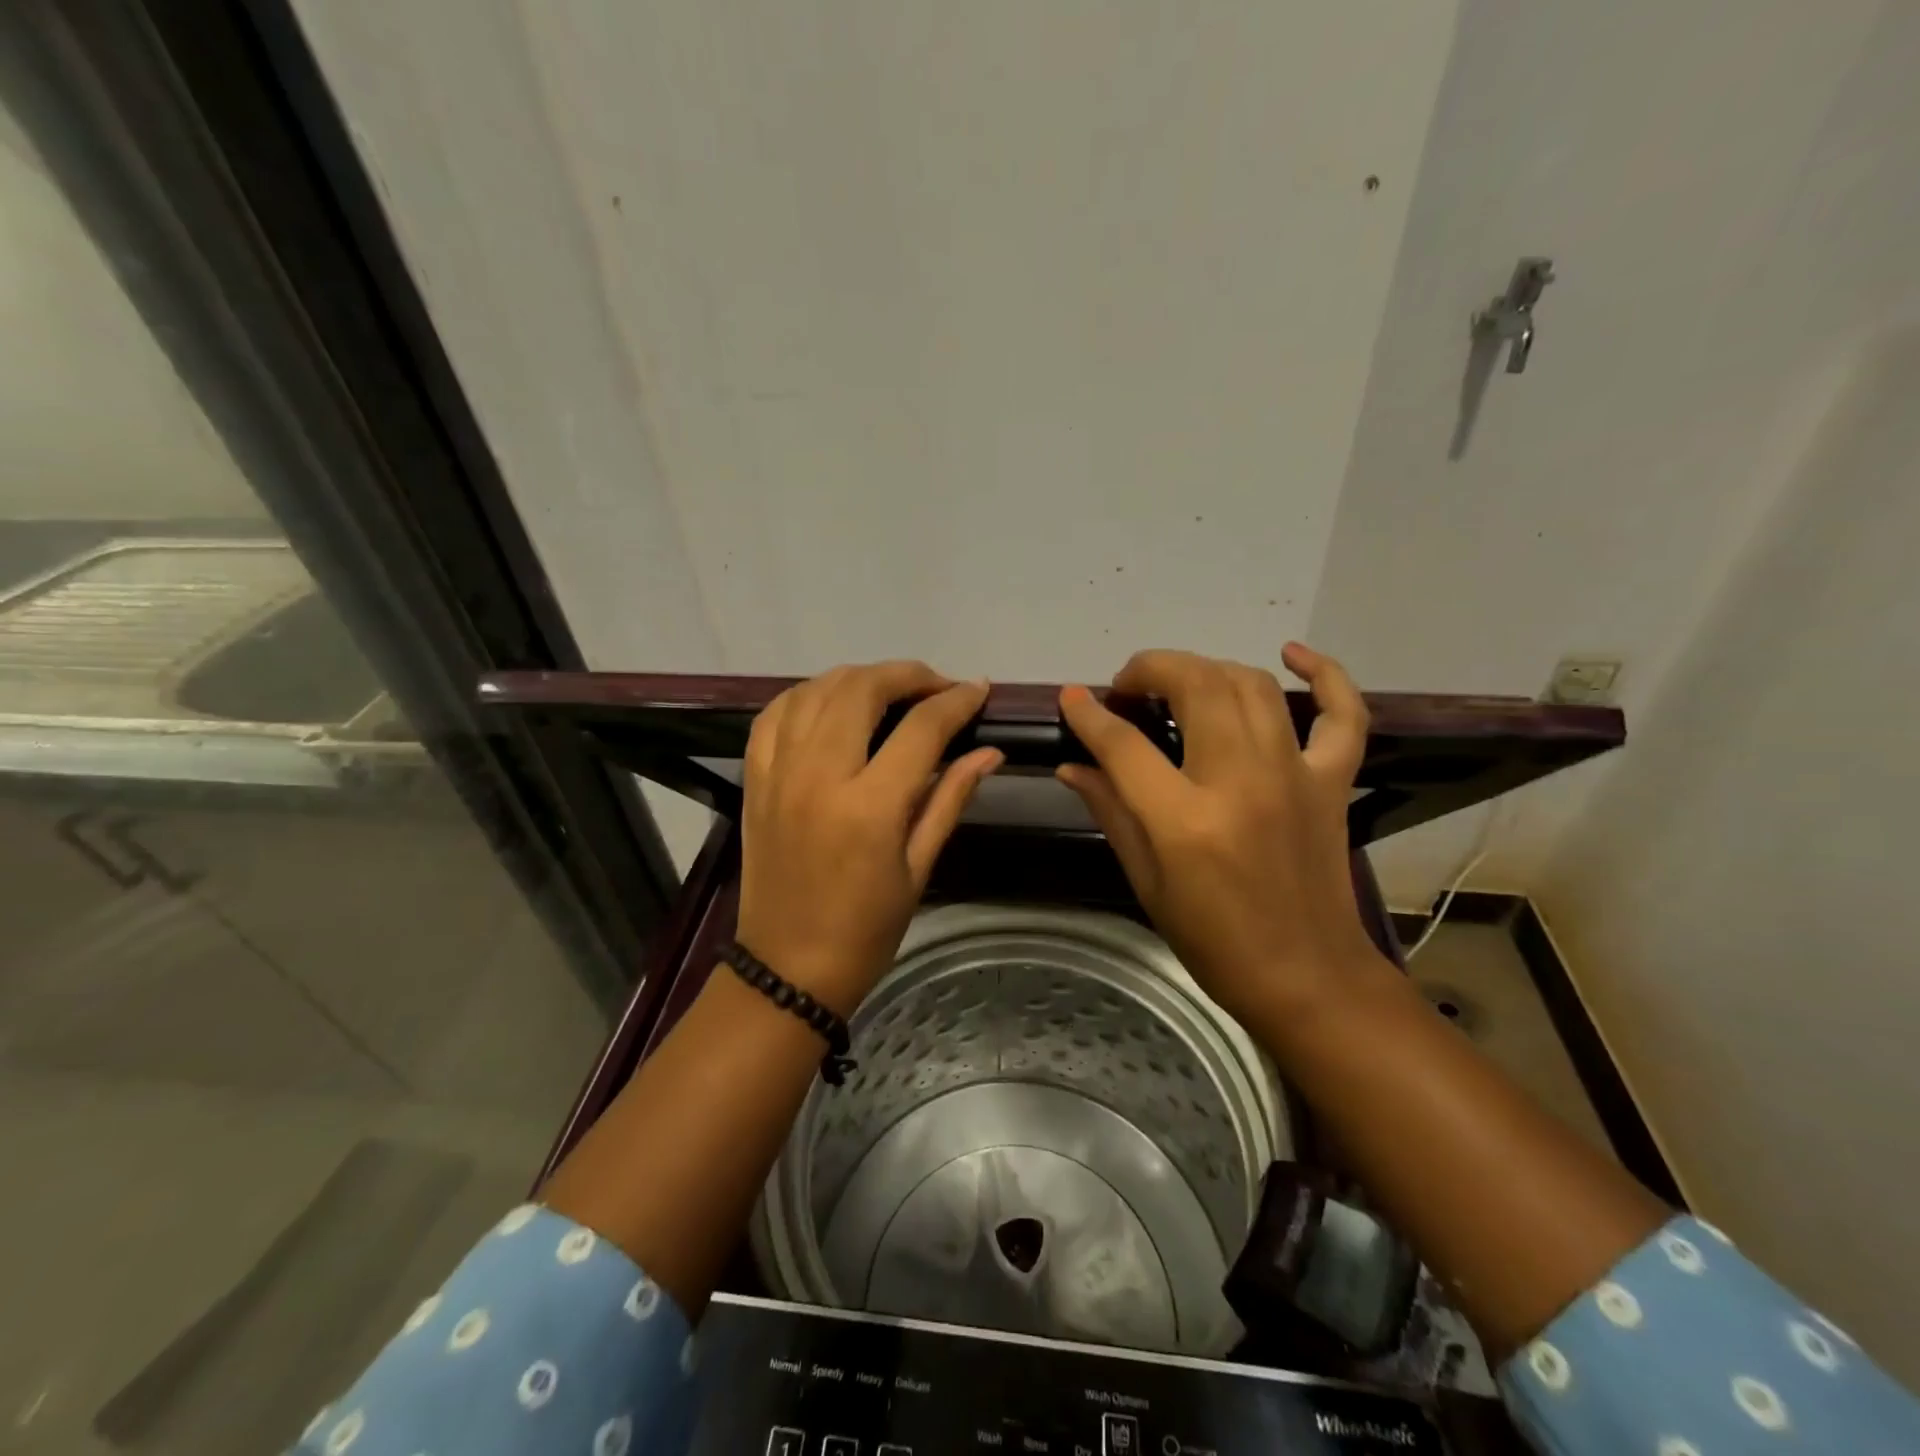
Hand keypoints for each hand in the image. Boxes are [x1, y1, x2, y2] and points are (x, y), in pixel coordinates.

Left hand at [735, 662, 1002, 1014]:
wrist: (787, 967)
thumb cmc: (866, 929)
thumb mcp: (918, 867)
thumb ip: (950, 798)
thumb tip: (990, 751)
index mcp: (869, 806)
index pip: (921, 728)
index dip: (957, 700)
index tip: (979, 690)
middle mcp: (819, 775)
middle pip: (862, 689)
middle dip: (908, 675)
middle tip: (938, 687)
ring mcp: (779, 773)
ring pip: (817, 689)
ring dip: (860, 678)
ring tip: (890, 691)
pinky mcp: (755, 779)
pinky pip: (775, 714)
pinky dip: (808, 694)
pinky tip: (832, 702)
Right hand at [1055, 643, 1377, 1024]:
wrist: (1306, 978)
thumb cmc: (1213, 940)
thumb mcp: (1146, 881)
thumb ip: (1110, 811)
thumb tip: (1073, 766)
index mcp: (1185, 820)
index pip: (1124, 744)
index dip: (1089, 715)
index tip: (1071, 698)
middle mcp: (1241, 781)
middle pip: (1195, 686)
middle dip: (1151, 669)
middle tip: (1128, 688)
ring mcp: (1295, 775)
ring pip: (1251, 685)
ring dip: (1207, 668)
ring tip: (1180, 684)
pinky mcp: (1333, 781)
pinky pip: (1343, 713)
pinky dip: (1326, 674)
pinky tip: (1292, 654)